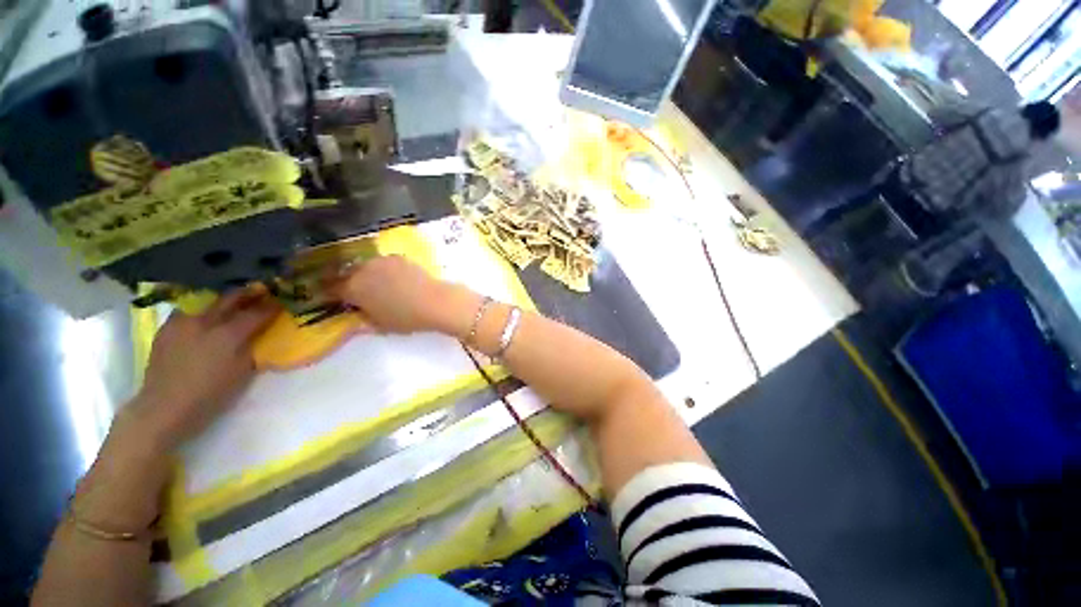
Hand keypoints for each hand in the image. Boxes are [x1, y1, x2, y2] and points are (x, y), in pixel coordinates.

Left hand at [120, 288, 278, 448]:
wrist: (164, 407)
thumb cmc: (211, 394)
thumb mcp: (242, 372)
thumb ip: (251, 346)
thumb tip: (259, 333)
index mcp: (229, 334)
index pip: (257, 313)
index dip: (272, 306)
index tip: (282, 301)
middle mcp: (206, 321)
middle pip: (231, 298)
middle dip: (248, 294)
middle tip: (261, 292)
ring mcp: (183, 322)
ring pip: (208, 302)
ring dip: (223, 301)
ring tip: (232, 304)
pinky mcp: (167, 328)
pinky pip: (188, 312)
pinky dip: (201, 312)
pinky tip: (204, 319)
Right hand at [329, 255, 477, 335]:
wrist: (435, 302)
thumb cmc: (406, 318)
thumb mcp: (380, 325)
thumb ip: (363, 318)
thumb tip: (357, 314)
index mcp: (352, 288)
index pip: (332, 288)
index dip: (332, 294)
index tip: (337, 299)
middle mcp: (362, 269)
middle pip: (349, 274)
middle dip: (351, 282)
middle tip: (360, 293)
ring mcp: (381, 261)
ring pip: (367, 266)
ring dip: (368, 274)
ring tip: (380, 286)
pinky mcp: (398, 257)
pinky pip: (384, 263)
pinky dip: (385, 270)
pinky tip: (396, 280)